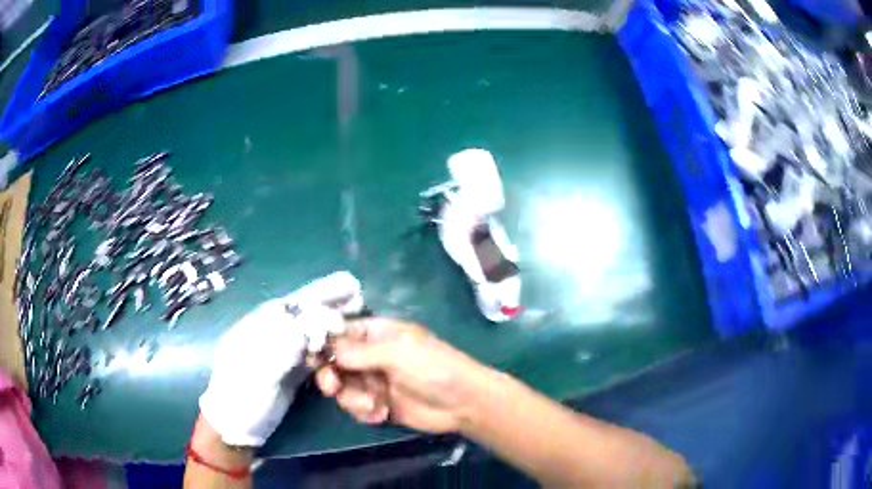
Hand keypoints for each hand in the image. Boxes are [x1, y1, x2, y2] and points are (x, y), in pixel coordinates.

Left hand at [199, 271, 360, 446]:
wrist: (238, 428)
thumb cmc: (241, 396)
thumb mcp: (258, 367)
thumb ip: (286, 343)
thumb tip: (318, 321)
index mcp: (257, 326)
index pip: (292, 305)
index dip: (319, 295)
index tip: (346, 286)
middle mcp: (270, 335)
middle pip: (303, 315)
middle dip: (329, 304)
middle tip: (357, 296)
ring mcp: (280, 354)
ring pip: (310, 333)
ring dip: (332, 325)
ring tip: (357, 314)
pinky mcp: (289, 372)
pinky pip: (312, 354)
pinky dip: (329, 347)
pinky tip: (344, 345)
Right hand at [316, 318, 489, 433]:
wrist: (462, 403)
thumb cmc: (433, 368)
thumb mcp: (397, 353)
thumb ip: (358, 352)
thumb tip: (326, 348)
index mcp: (376, 333)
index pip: (340, 332)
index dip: (323, 342)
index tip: (311, 355)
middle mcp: (371, 355)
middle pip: (335, 362)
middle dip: (331, 375)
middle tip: (331, 387)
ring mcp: (374, 381)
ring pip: (343, 387)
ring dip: (352, 398)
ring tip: (373, 404)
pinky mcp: (378, 404)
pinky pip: (356, 406)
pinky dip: (364, 411)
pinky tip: (381, 414)